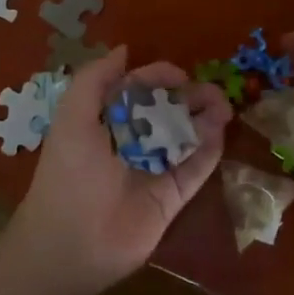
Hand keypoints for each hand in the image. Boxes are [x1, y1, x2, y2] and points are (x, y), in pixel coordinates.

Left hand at [4, 47, 230, 294]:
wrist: (70, 244)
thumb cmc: (69, 173)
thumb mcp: (72, 116)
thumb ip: (94, 79)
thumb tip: (124, 50)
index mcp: (105, 121)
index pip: (138, 90)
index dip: (158, 78)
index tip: (179, 74)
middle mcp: (131, 142)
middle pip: (167, 111)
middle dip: (190, 97)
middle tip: (213, 91)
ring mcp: (153, 170)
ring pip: (186, 137)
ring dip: (206, 119)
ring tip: (224, 106)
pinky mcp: (171, 198)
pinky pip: (195, 169)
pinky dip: (209, 150)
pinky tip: (219, 131)